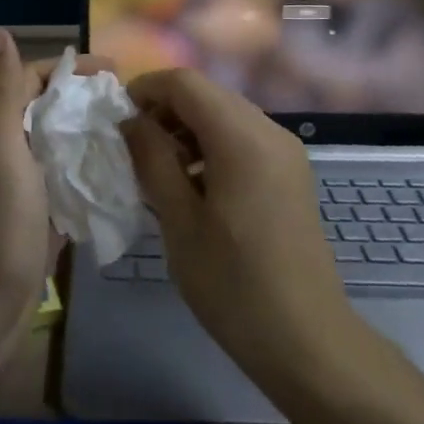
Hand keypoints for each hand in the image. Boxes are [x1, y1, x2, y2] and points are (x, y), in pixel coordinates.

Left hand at [0, 32, 111, 365]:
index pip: (33, 80)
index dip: (70, 69)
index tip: (115, 70)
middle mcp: (11, 150)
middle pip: (53, 110)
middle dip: (89, 100)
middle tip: (137, 104)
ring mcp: (28, 186)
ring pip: (65, 145)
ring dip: (96, 134)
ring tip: (141, 134)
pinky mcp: (44, 217)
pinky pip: (73, 181)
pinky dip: (96, 171)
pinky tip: (129, 176)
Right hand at [122, 69, 355, 393]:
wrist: (306, 340)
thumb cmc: (233, 284)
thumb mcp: (179, 221)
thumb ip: (152, 160)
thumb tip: (130, 121)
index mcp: (242, 138)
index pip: (185, 83)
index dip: (145, 90)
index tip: (117, 120)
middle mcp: (270, 131)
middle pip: (207, 95)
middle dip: (165, 110)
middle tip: (134, 150)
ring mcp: (285, 152)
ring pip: (224, 115)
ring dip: (187, 129)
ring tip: (159, 171)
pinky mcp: (290, 173)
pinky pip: (243, 138)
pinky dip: (211, 146)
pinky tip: (193, 185)